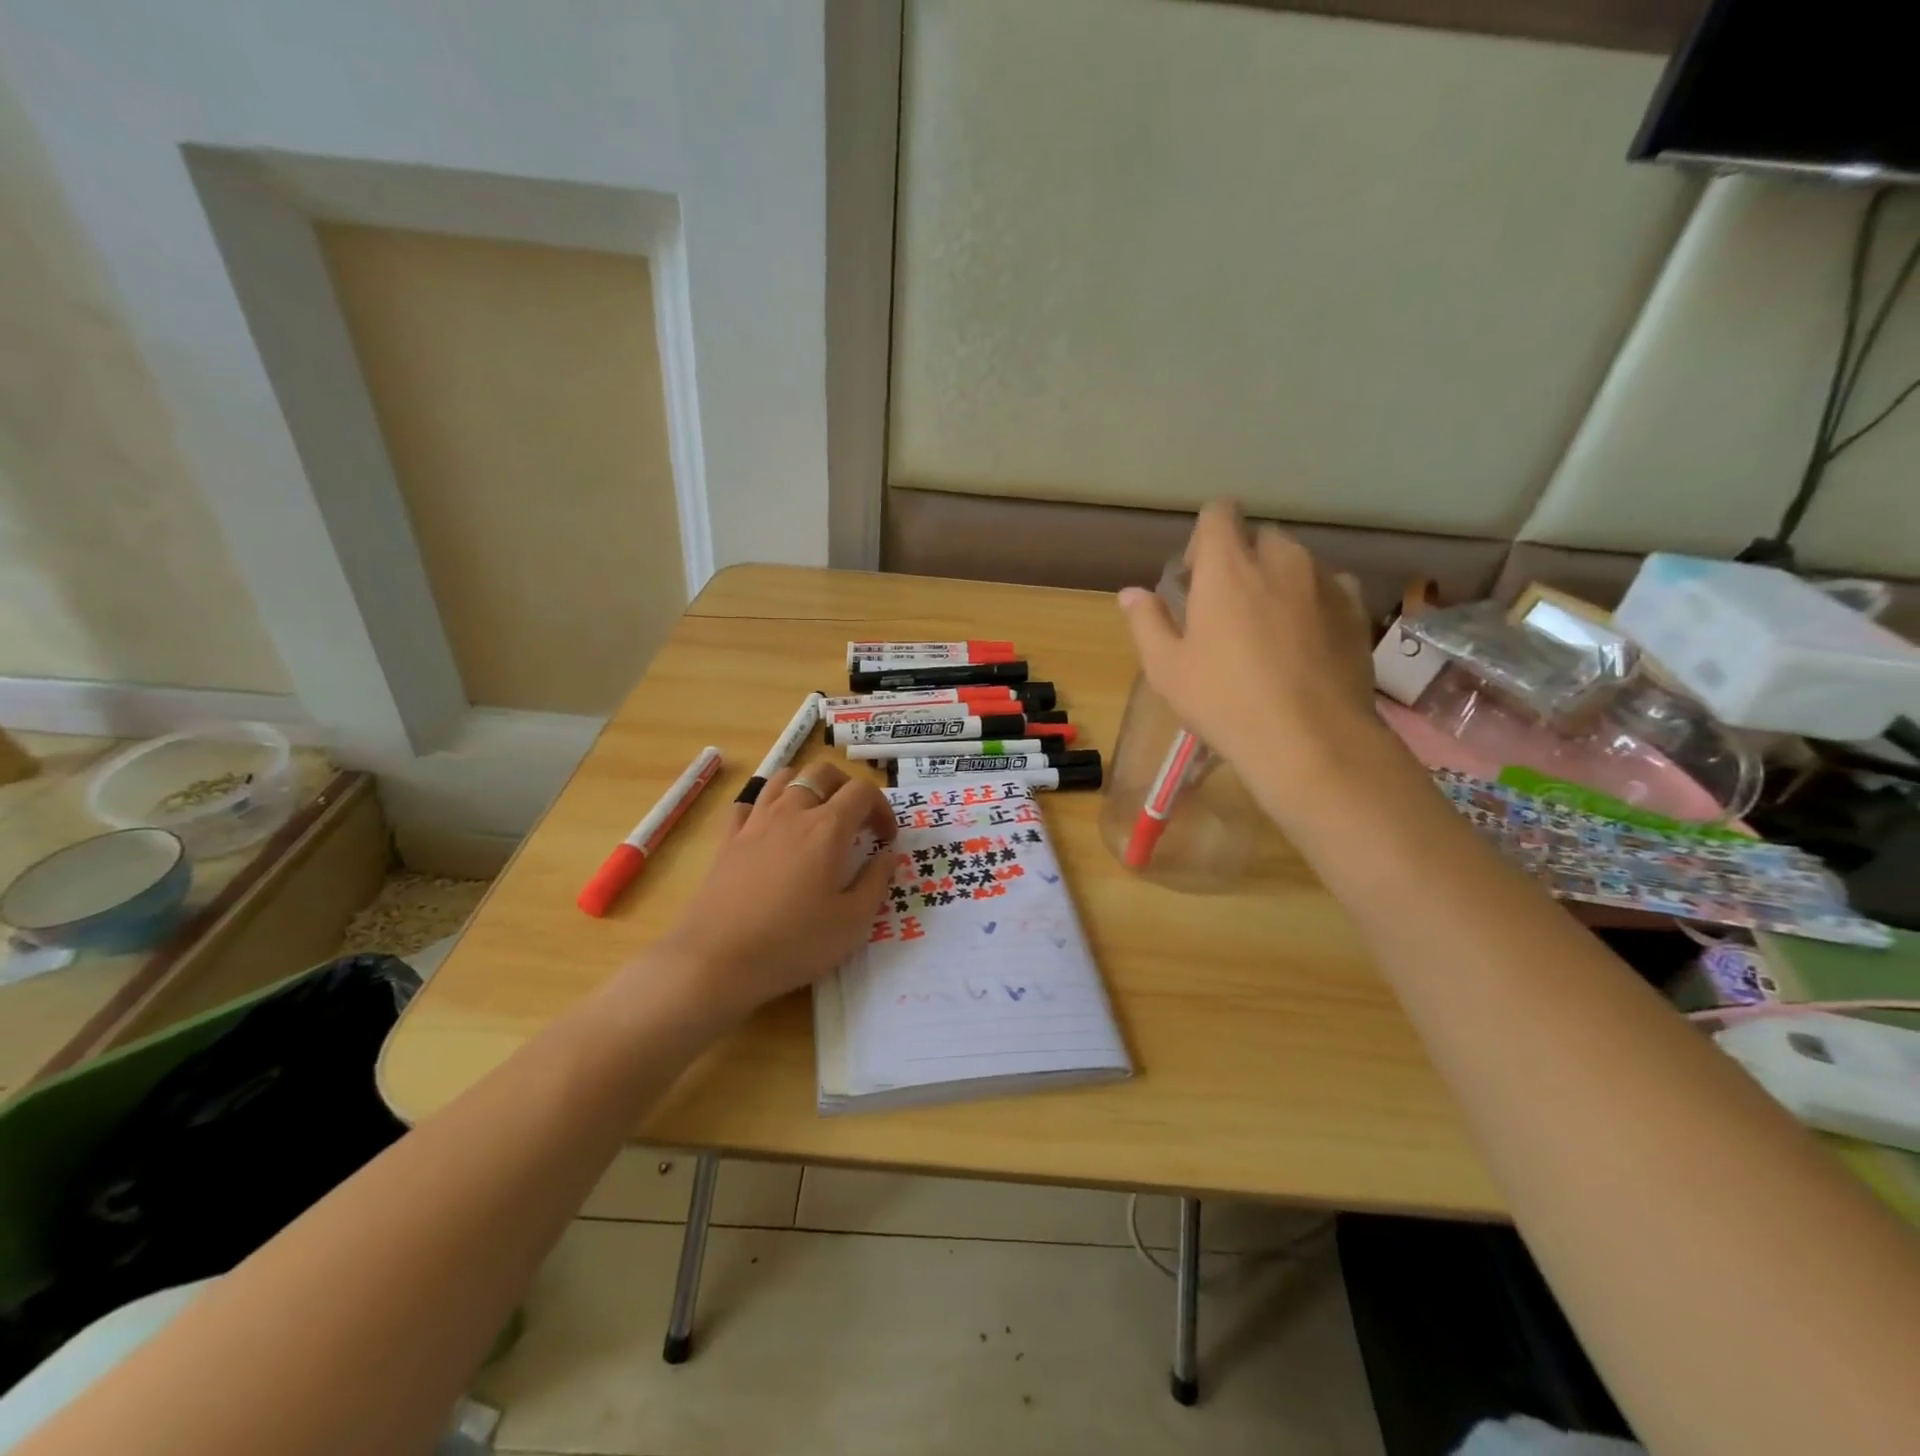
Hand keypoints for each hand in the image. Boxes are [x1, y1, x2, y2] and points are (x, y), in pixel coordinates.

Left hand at [652, 762, 896, 1022]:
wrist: (717, 959)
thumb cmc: (794, 943)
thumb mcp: (853, 923)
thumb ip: (876, 881)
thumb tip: (886, 854)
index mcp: (828, 828)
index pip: (862, 792)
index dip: (882, 808)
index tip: (885, 838)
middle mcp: (792, 812)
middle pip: (821, 772)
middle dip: (846, 786)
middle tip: (855, 818)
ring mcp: (755, 822)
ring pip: (783, 779)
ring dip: (806, 787)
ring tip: (815, 815)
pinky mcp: (728, 840)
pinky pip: (747, 804)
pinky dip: (765, 807)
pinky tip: (771, 830)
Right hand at [1118, 501, 1379, 809]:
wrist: (1310, 739)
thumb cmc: (1224, 701)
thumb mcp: (1167, 669)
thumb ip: (1147, 622)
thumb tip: (1131, 593)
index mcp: (1228, 567)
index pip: (1219, 513)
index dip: (1204, 536)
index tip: (1195, 576)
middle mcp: (1281, 560)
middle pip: (1260, 536)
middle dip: (1242, 559)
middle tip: (1228, 606)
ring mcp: (1325, 582)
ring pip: (1297, 562)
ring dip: (1278, 580)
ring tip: (1268, 628)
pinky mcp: (1356, 610)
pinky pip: (1329, 587)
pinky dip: (1312, 601)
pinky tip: (1304, 642)